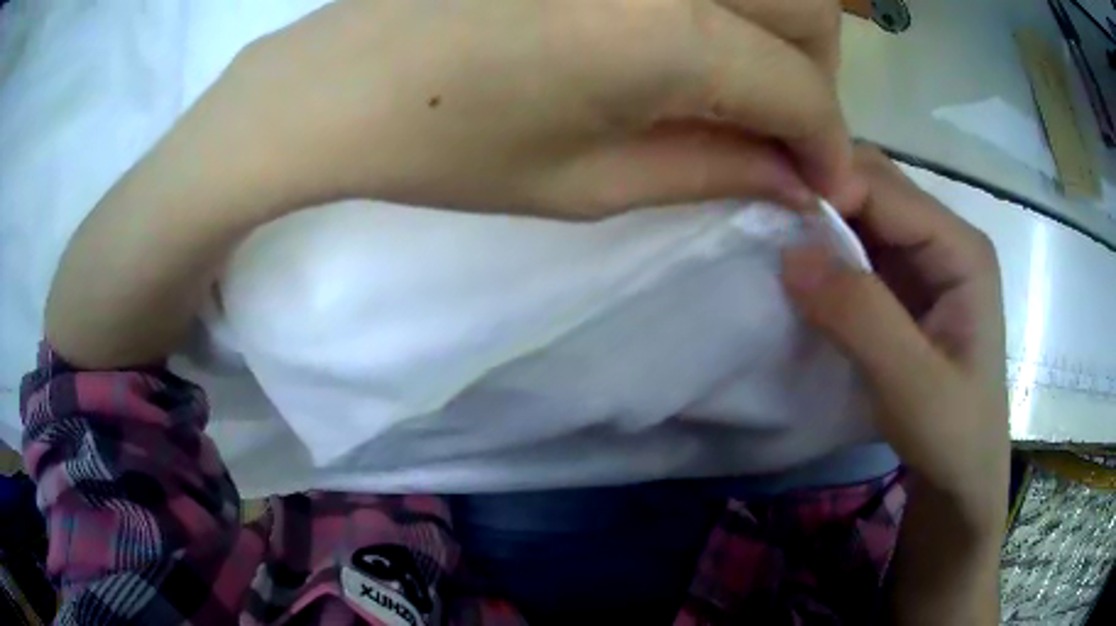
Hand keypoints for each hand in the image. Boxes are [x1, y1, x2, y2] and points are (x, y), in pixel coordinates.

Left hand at [181, 0, 863, 218]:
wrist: (342, 77)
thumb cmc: (447, 143)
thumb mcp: (588, 185)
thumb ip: (713, 173)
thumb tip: (797, 182)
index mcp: (669, 34)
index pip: (803, 90)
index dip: (828, 144)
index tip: (823, 183)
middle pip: (811, 9)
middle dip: (818, 76)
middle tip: (783, 124)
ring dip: (788, 28)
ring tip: (749, 77)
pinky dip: (736, 1)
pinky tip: (704, 29)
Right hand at [781, 147, 1009, 529]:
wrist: (962, 473)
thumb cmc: (952, 434)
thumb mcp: (911, 384)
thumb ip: (860, 316)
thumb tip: (789, 254)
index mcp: (961, 249)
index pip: (885, 189)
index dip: (829, 191)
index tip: (772, 217)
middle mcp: (945, 238)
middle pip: (875, 184)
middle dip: (821, 192)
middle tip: (767, 221)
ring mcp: (926, 258)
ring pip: (864, 209)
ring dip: (819, 219)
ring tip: (773, 237)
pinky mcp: (907, 282)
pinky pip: (860, 243)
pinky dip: (827, 247)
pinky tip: (801, 265)